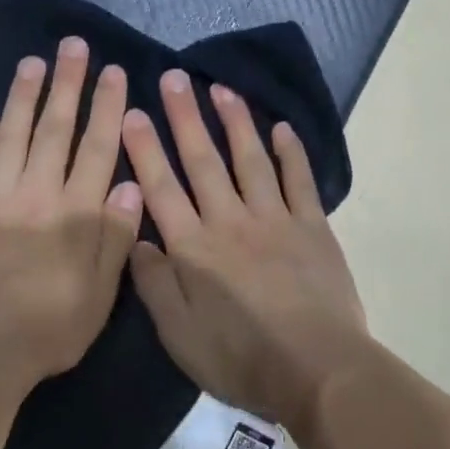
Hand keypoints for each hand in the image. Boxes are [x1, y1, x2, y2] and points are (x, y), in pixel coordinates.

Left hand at [0, 38, 144, 383]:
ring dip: (23, 97)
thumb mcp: (100, 293)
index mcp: (76, 213)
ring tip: (33, 63)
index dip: (107, 108)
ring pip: (11, 135)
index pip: (97, 148)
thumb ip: (115, 237)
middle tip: (74, 46)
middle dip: (67, 85)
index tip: (114, 73)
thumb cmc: (49, 328)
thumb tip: (128, 184)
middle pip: (55, 129)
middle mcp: (36, 193)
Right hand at [120, 70, 368, 430]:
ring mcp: (275, 219)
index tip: (132, 113)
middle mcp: (230, 221)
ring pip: (250, 160)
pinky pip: (299, 180)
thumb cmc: (240, 359)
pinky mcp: (312, 227)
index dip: (144, 149)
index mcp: (193, 248)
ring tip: (220, 88)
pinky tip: (281, 127)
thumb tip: (136, 241)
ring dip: (235, 122)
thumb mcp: (179, 335)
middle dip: (184, 117)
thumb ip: (154, 285)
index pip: (161, 188)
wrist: (317, 370)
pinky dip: (291, 152)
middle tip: (172, 78)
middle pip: (203, 161)